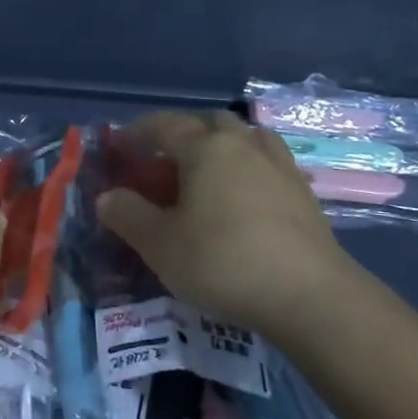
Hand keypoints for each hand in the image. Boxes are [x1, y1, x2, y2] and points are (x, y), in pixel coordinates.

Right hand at [96, 110, 360, 329]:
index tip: (122, 144)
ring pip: (247, 138)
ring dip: (224, 145)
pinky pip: (269, 164)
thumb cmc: (223, 261)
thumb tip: (107, 197)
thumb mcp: (160, 244)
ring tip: (209, 171)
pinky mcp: (303, 194)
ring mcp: (280, 166)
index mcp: (206, 148)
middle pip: (211, 122)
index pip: (165, 125)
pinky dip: (250, 169)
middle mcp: (244, 145)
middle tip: (166, 159)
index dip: (139, 132)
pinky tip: (244, 196)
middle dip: (185, 133)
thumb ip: (128, 215)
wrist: (310, 296)